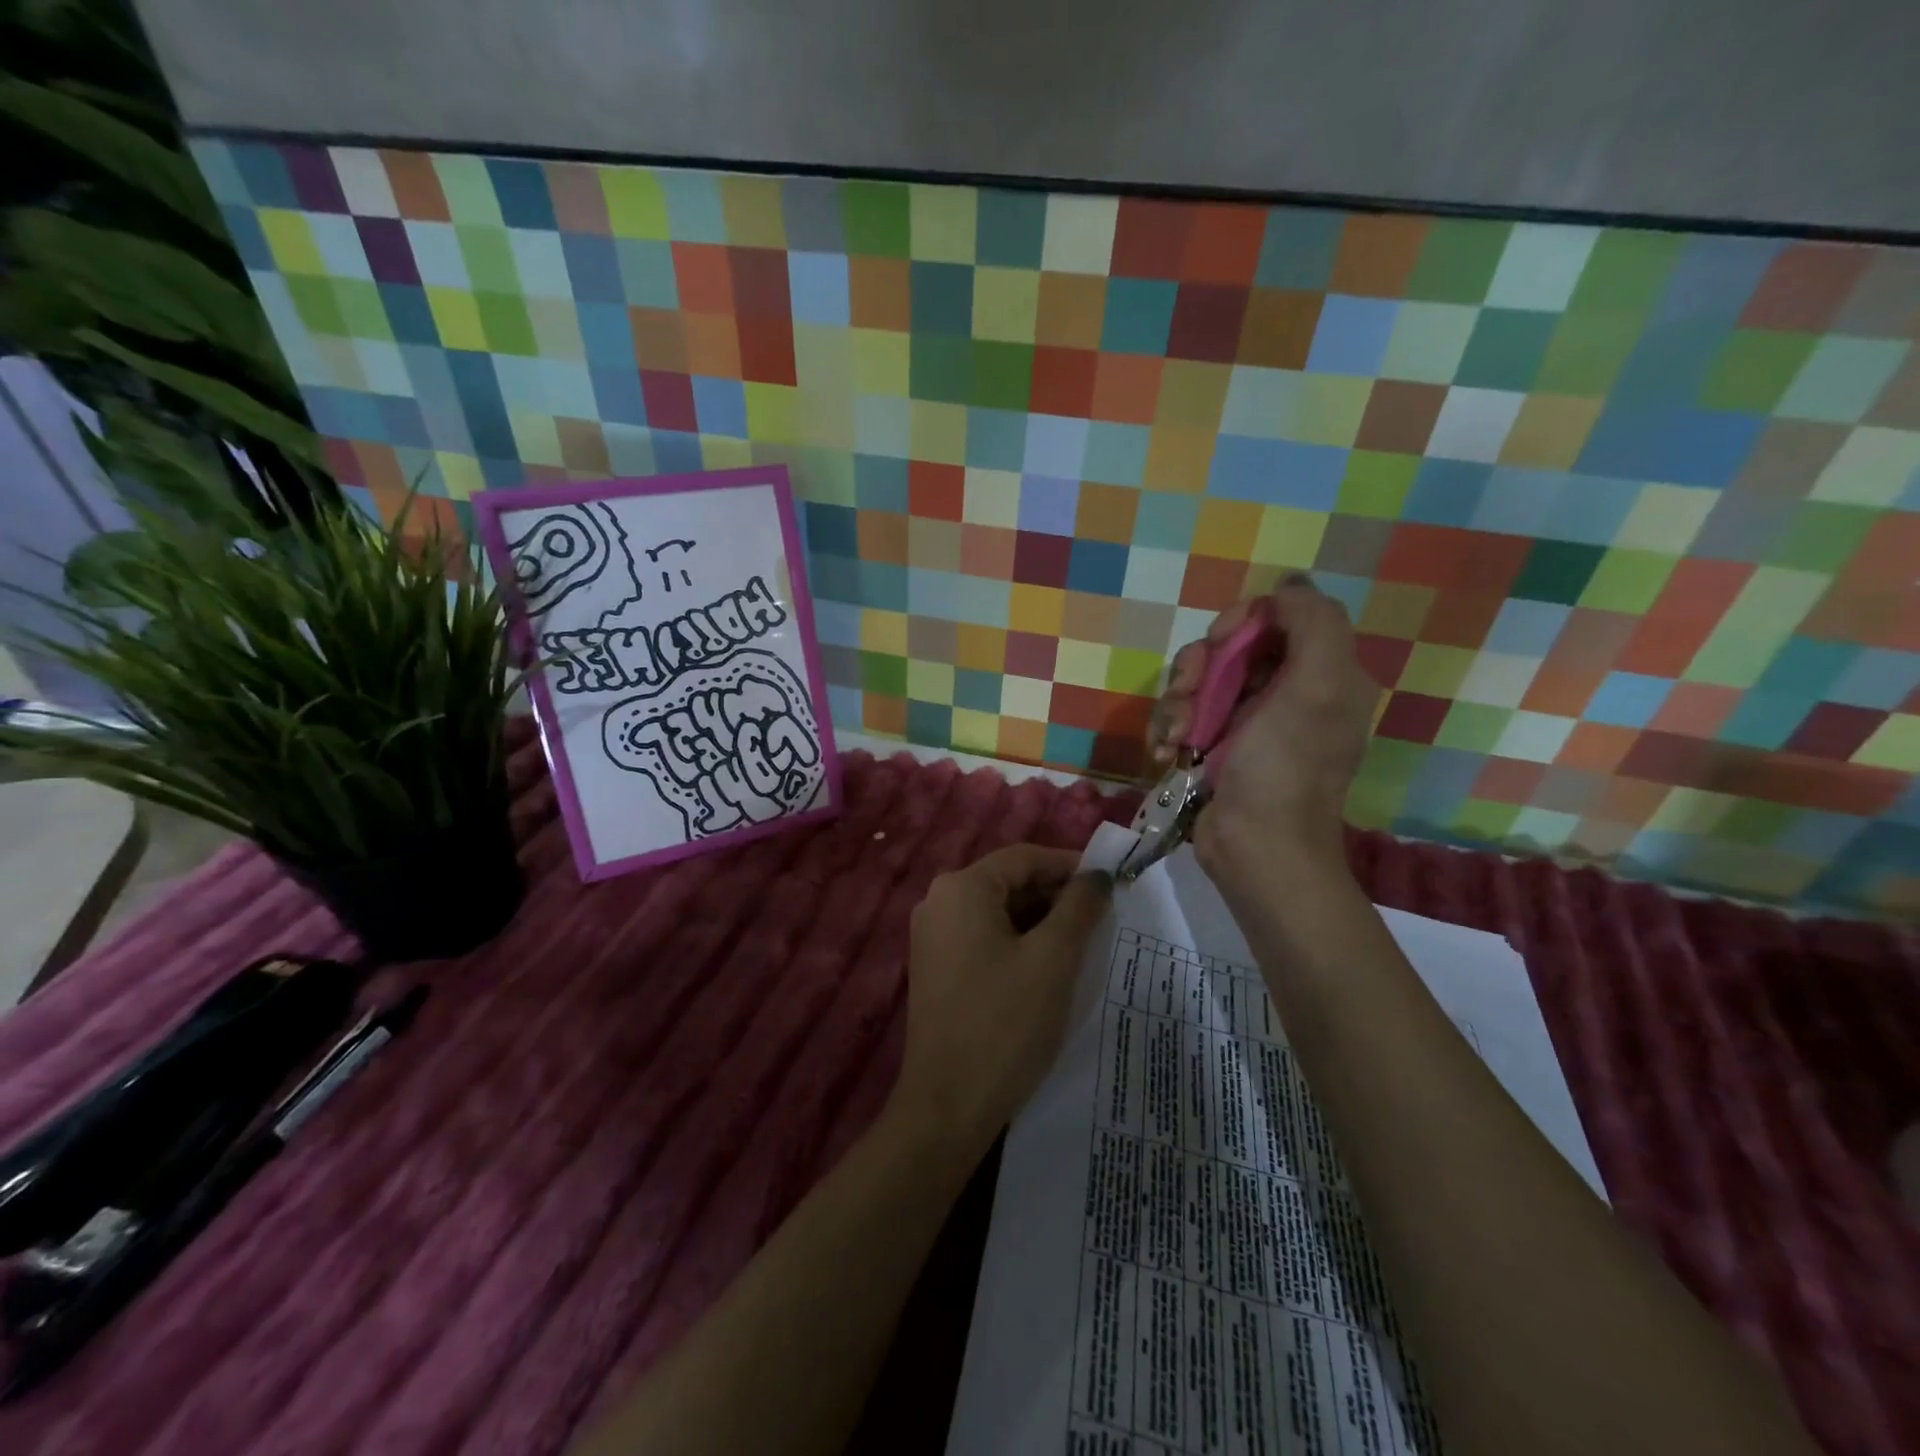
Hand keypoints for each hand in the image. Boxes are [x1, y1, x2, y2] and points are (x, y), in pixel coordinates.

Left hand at [892, 845, 1111, 1159]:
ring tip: (1083, 943)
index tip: (1110, 883)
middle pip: (1008, 882)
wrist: (947, 1105)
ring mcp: (932, 936)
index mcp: (961, 888)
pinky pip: (982, 937)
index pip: (1024, 857)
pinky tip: (1048, 967)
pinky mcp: (935, 967)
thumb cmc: (1005, 1023)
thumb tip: (1097, 876)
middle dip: (1055, 896)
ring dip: (1040, 921)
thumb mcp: (1053, 959)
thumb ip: (1078, 907)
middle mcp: (938, 901)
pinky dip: (1017, 942)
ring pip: (997, 912)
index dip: (1069, 865)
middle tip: (1101, 918)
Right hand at [1148, 576, 1378, 893]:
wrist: (1256, 849)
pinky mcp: (1213, 750)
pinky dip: (1168, 732)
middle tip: (1192, 696)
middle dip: (1199, 668)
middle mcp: (1284, 693)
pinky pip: (1181, 719)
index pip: (1273, 618)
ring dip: (1177, 704)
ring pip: (1196, 684)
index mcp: (1319, 674)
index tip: (1221, 643)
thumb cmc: (1286, 767)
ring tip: (1178, 738)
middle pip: (1227, 649)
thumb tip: (1289, 585)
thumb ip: (1313, 623)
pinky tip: (1167, 753)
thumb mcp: (1316, 687)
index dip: (1240, 622)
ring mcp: (1245, 724)